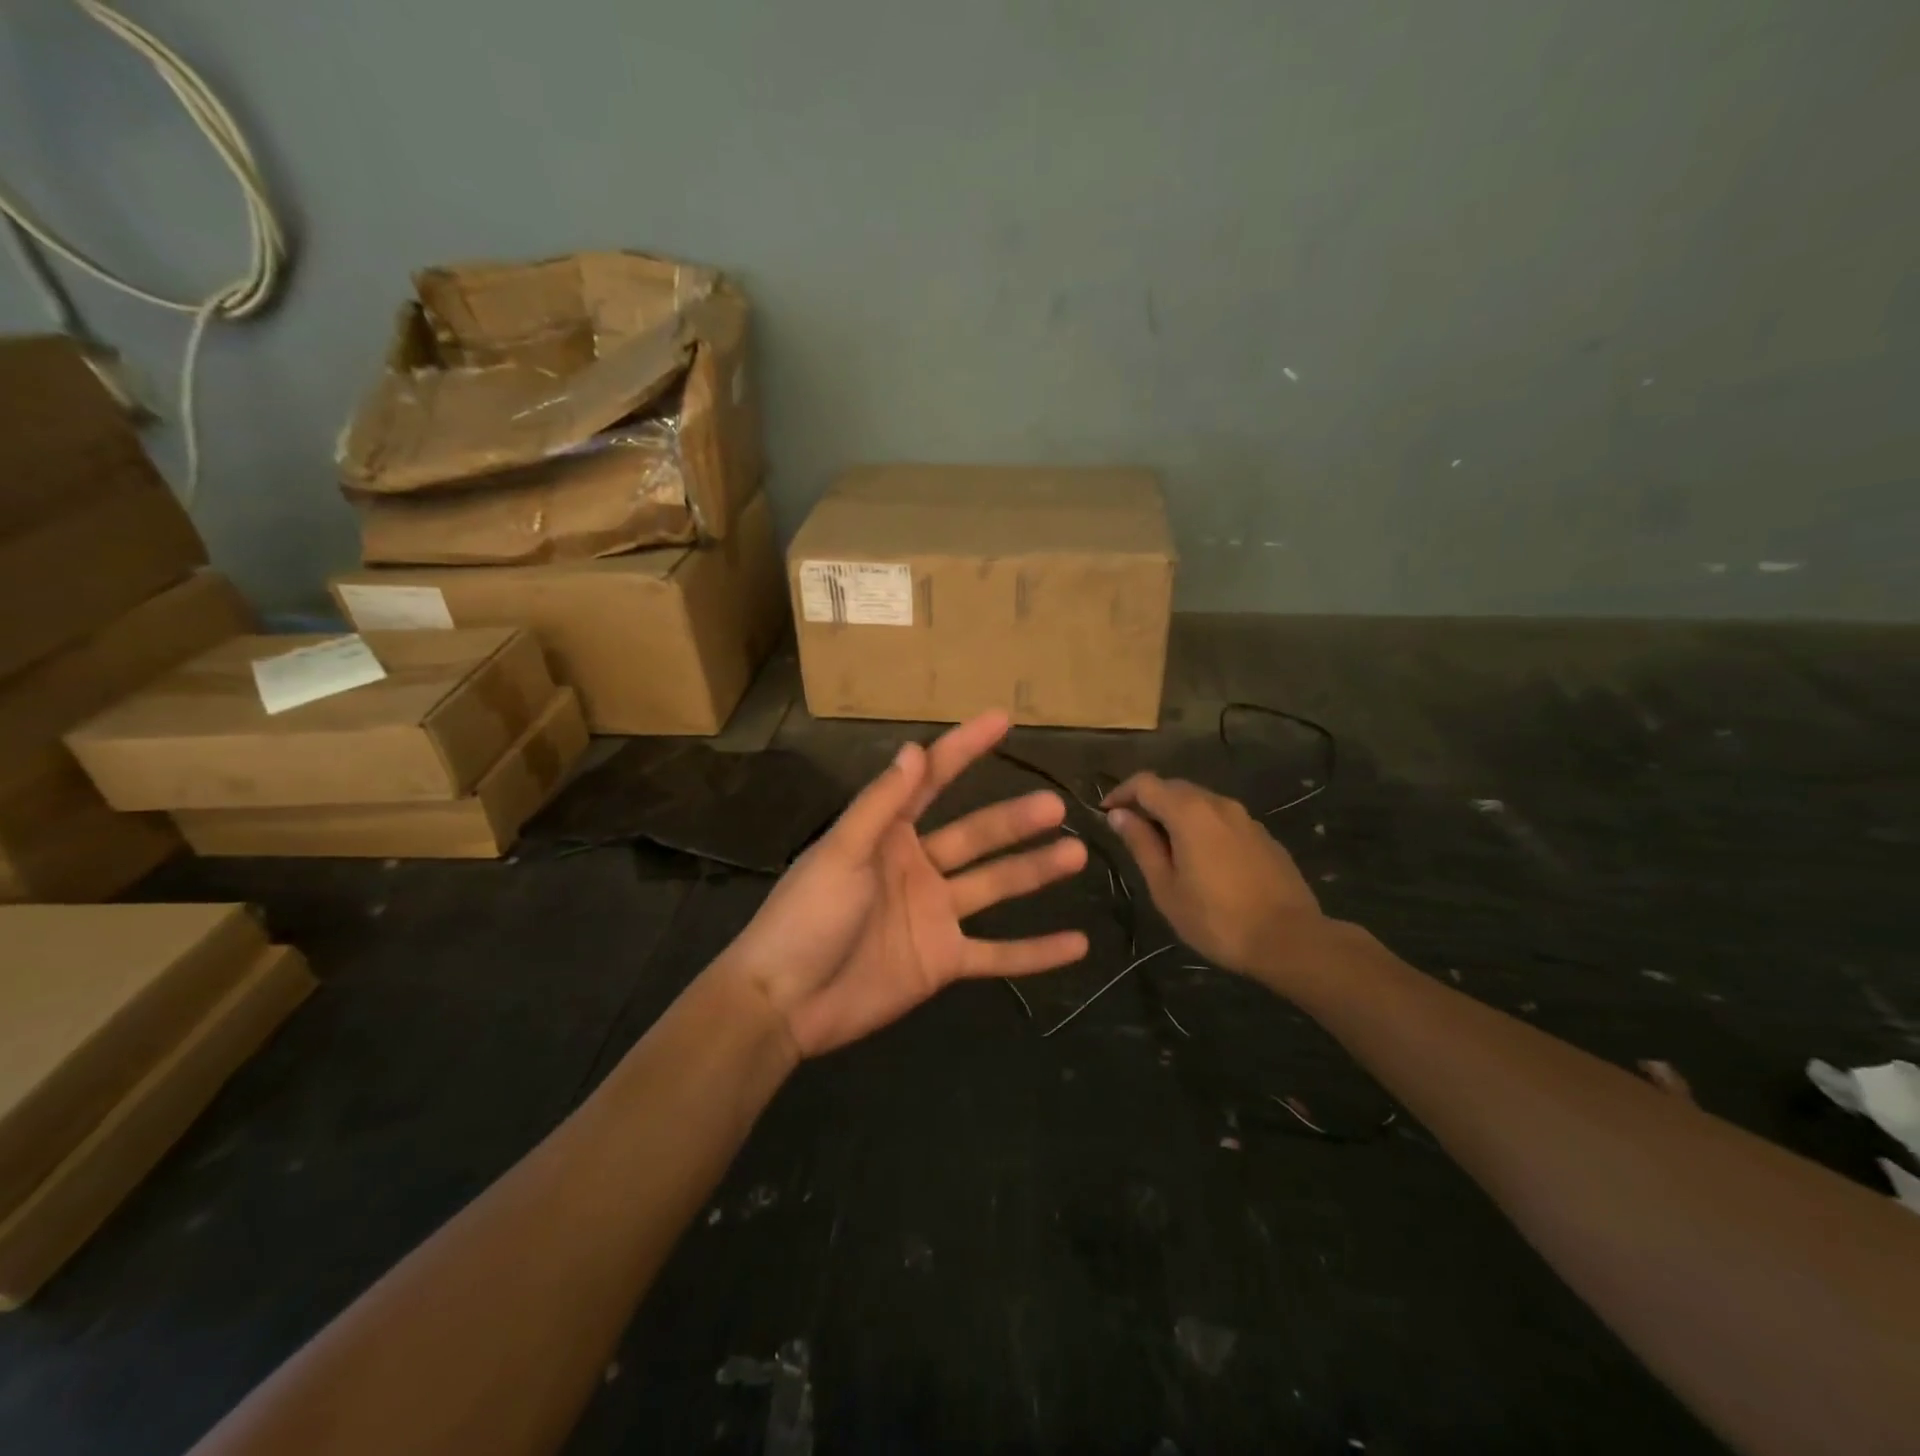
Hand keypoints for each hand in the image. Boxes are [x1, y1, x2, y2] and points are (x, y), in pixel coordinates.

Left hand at [725, 712, 1089, 1056]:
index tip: (1003, 720)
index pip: (934, 780)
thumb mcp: (842, 853)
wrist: (785, 1003)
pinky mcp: (944, 961)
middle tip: (1055, 806)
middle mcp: (918, 867)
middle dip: (1016, 819)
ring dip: (1035, 872)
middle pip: (977, 836)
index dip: (966, 748)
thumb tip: (915, 748)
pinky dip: (1036, 953)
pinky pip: (998, 954)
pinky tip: (1077, 945)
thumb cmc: (807, 917)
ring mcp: (935, 915)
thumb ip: (881, 804)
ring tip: (1076, 853)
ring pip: (996, 886)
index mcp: (889, 835)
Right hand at [1102, 772, 1324, 976]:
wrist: (1290, 939)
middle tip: (1131, 832)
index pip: (1146, 783)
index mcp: (1189, 812)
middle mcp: (1218, 804)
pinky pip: (1222, 820)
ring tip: (1163, 848)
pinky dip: (1201, 827)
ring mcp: (1245, 818)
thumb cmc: (1216, 918)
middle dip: (1148, 802)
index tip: (1106, 813)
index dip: (1121, 793)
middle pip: (1174, 787)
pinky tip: (1200, 859)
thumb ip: (1141, 844)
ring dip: (1175, 815)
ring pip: (1200, 802)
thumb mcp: (1166, 887)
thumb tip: (1119, 815)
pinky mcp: (1263, 836)